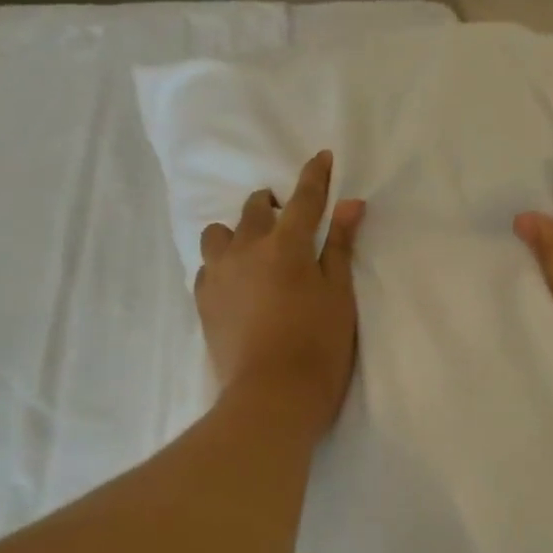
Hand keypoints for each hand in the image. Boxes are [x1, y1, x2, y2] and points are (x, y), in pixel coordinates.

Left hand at [197, 152, 365, 440]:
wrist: (272, 396)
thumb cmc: (318, 346)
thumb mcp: (339, 295)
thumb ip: (339, 247)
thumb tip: (350, 204)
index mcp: (286, 245)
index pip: (304, 199)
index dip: (315, 176)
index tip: (321, 157)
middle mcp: (246, 250)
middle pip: (254, 209)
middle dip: (271, 204)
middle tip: (286, 217)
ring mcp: (218, 275)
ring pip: (219, 234)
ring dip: (238, 232)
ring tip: (254, 251)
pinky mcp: (202, 301)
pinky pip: (207, 266)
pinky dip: (223, 263)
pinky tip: (236, 282)